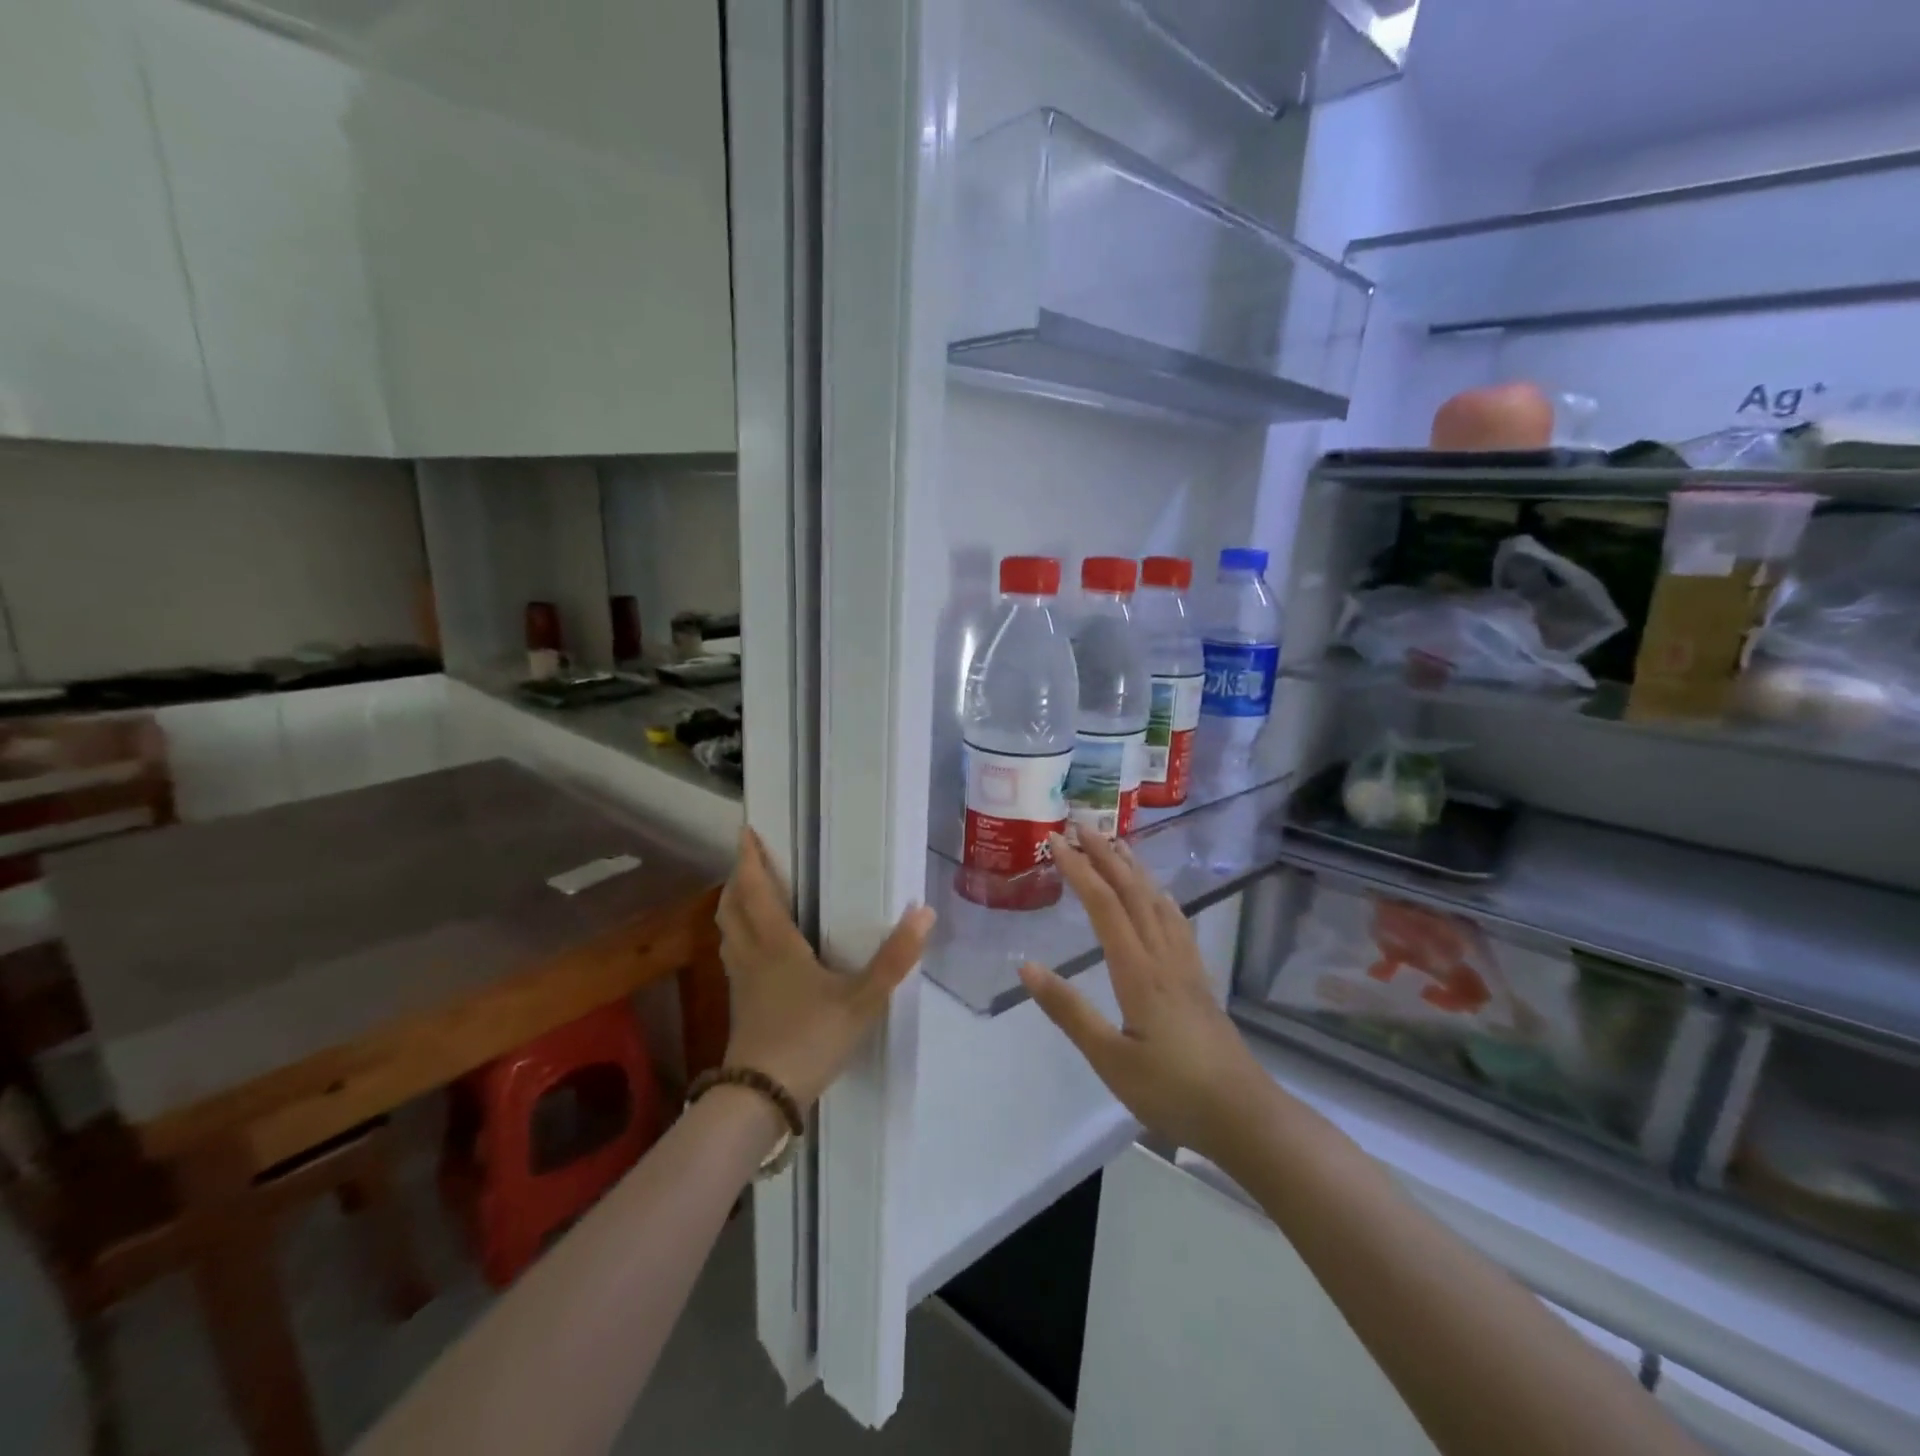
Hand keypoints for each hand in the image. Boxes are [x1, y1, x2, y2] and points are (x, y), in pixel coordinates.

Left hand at [716, 826, 933, 1107]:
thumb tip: (923, 912)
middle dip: (738, 879)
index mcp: (776, 945)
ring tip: (748, 894)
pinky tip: (755, 950)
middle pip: (733, 908)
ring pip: (728, 933)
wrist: (761, 1099)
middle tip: (749, 859)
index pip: (756, 891)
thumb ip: (894, 959)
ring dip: (734, 906)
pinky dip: (738, 937)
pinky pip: (733, 956)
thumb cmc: (809, 1040)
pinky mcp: (741, 1006)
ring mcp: (741, 983)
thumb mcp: (861, 1001)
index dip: (749, 860)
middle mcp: (752, 956)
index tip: (746, 831)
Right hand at [1018, 832, 1269, 1161]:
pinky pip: (1176, 920)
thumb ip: (1069, 1010)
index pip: (1103, 904)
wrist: (1244, 1115)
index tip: (1056, 840)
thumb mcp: (1109, 1058)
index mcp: (1138, 970)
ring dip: (1133, 867)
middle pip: (1132, 891)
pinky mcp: (1198, 978)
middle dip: (1105, 854)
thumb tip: (1026, 965)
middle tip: (1081, 825)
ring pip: (1157, 900)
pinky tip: (1158, 895)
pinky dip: (1159, 895)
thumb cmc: (1171, 1090)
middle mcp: (1163, 955)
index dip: (1078, 868)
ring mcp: (1185, 964)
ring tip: (1115, 844)